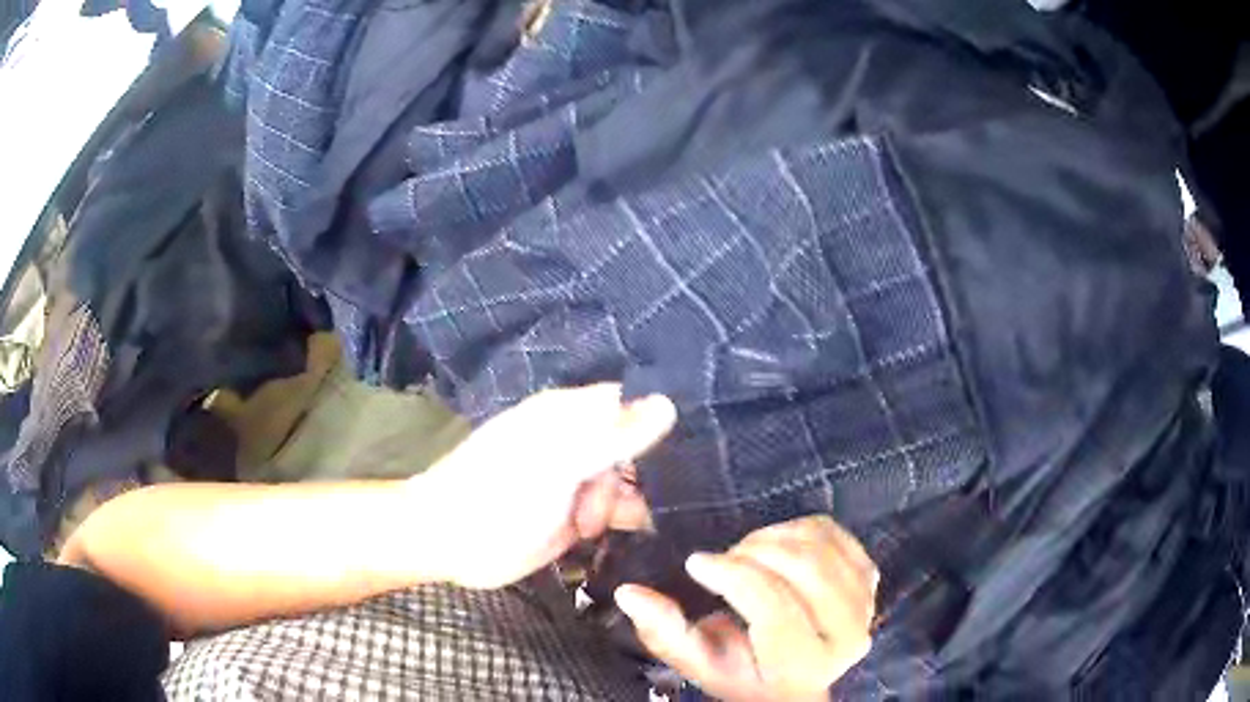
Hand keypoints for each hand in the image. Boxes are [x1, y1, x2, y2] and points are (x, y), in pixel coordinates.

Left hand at [411, 384, 675, 589]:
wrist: (448, 540)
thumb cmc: (497, 492)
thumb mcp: (558, 462)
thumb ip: (613, 436)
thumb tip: (668, 403)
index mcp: (571, 415)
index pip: (631, 404)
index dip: (658, 422)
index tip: (686, 449)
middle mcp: (580, 443)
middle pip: (636, 449)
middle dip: (643, 473)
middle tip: (615, 501)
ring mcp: (579, 482)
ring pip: (629, 484)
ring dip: (630, 503)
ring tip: (591, 524)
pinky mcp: (577, 517)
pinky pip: (616, 514)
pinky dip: (623, 522)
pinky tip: (617, 533)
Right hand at [614, 515, 877, 701]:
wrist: (795, 680)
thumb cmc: (743, 674)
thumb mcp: (700, 663)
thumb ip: (665, 633)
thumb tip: (630, 592)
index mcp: (801, 665)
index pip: (772, 606)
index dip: (732, 575)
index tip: (697, 562)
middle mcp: (846, 637)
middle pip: (805, 569)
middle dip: (756, 551)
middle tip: (726, 558)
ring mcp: (866, 604)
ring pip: (821, 546)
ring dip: (775, 538)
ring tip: (748, 554)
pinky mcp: (870, 578)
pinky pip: (836, 533)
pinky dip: (800, 529)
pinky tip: (778, 546)